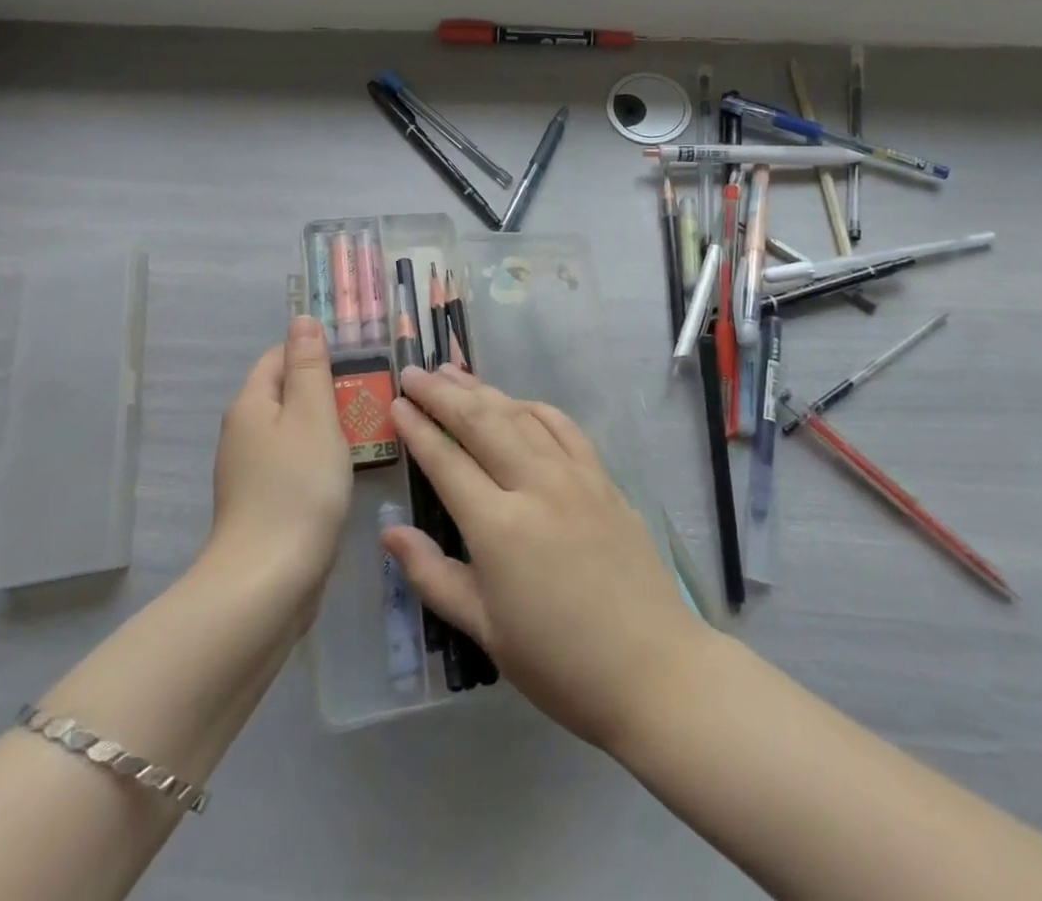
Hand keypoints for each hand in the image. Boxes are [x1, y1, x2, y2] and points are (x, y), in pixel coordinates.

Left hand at [207, 316, 352, 592]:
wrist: (269, 582)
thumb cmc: (298, 487)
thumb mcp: (313, 415)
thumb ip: (310, 367)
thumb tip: (302, 319)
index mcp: (251, 405)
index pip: (279, 356)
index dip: (315, 351)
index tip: (358, 360)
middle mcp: (243, 433)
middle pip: (287, 393)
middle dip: (327, 389)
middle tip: (371, 395)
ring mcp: (251, 472)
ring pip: (294, 430)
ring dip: (328, 426)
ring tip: (368, 429)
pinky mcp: (264, 503)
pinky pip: (295, 463)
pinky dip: (320, 459)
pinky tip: (346, 470)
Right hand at [381, 365, 706, 751]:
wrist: (652, 668)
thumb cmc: (558, 662)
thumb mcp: (485, 629)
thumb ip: (433, 575)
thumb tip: (389, 534)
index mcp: (499, 527)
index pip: (447, 462)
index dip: (418, 429)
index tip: (396, 403)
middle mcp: (536, 486)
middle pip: (481, 423)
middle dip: (443, 394)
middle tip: (414, 373)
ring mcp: (575, 476)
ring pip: (521, 415)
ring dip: (484, 390)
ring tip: (453, 373)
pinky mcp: (603, 478)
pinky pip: (563, 427)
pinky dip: (534, 407)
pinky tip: (517, 402)